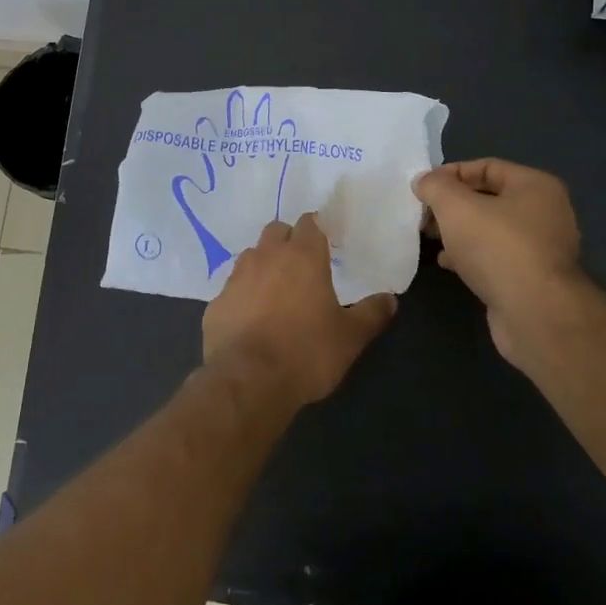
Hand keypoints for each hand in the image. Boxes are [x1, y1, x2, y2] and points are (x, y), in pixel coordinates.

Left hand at [202, 213, 397, 405]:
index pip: (309, 223)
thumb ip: (371, 314)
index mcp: (303, 256)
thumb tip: (389, 299)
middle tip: (301, 264)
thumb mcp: (350, 337)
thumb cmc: (306, 352)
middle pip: (276, 231)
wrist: (248, 381)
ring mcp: (236, 278)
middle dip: (288, 240)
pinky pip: (232, 288)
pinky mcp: (216, 303)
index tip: (325, 241)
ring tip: (276, 290)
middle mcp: (266, 257)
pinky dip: (243, 295)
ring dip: (263, 264)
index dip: (316, 229)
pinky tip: (251, 317)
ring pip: (251, 256)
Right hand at [413, 159, 585, 373]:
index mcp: (535, 186)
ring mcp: (541, 248)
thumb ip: (435, 187)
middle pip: (488, 198)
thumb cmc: (497, 248)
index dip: (451, 173)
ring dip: (458, 232)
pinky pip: (495, 256)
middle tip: (423, 216)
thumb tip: (424, 181)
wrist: (535, 313)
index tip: (422, 188)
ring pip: (489, 229)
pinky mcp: (532, 278)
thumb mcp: (456, 207)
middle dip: (452, 205)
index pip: (487, 166)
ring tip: (430, 238)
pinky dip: (470, 256)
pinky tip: (447, 263)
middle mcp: (545, 212)